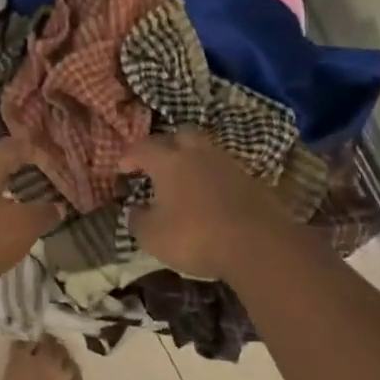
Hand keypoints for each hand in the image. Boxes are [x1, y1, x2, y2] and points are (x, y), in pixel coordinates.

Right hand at [117, 129, 288, 280]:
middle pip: (179, 135)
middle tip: (156, 164)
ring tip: (183, 179)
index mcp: (167, 160)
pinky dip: (212, 177)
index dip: (128, 157)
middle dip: (165, 146)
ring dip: (191, 159)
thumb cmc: (195, 236)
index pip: (141, 148)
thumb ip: (137, 219)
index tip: (121, 169)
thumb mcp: (152, 236)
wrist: (258, 244)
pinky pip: (223, 169)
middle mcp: (196, 153)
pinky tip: (209, 195)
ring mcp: (227, 163)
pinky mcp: (251, 179)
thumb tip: (135, 210)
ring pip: (205, 150)